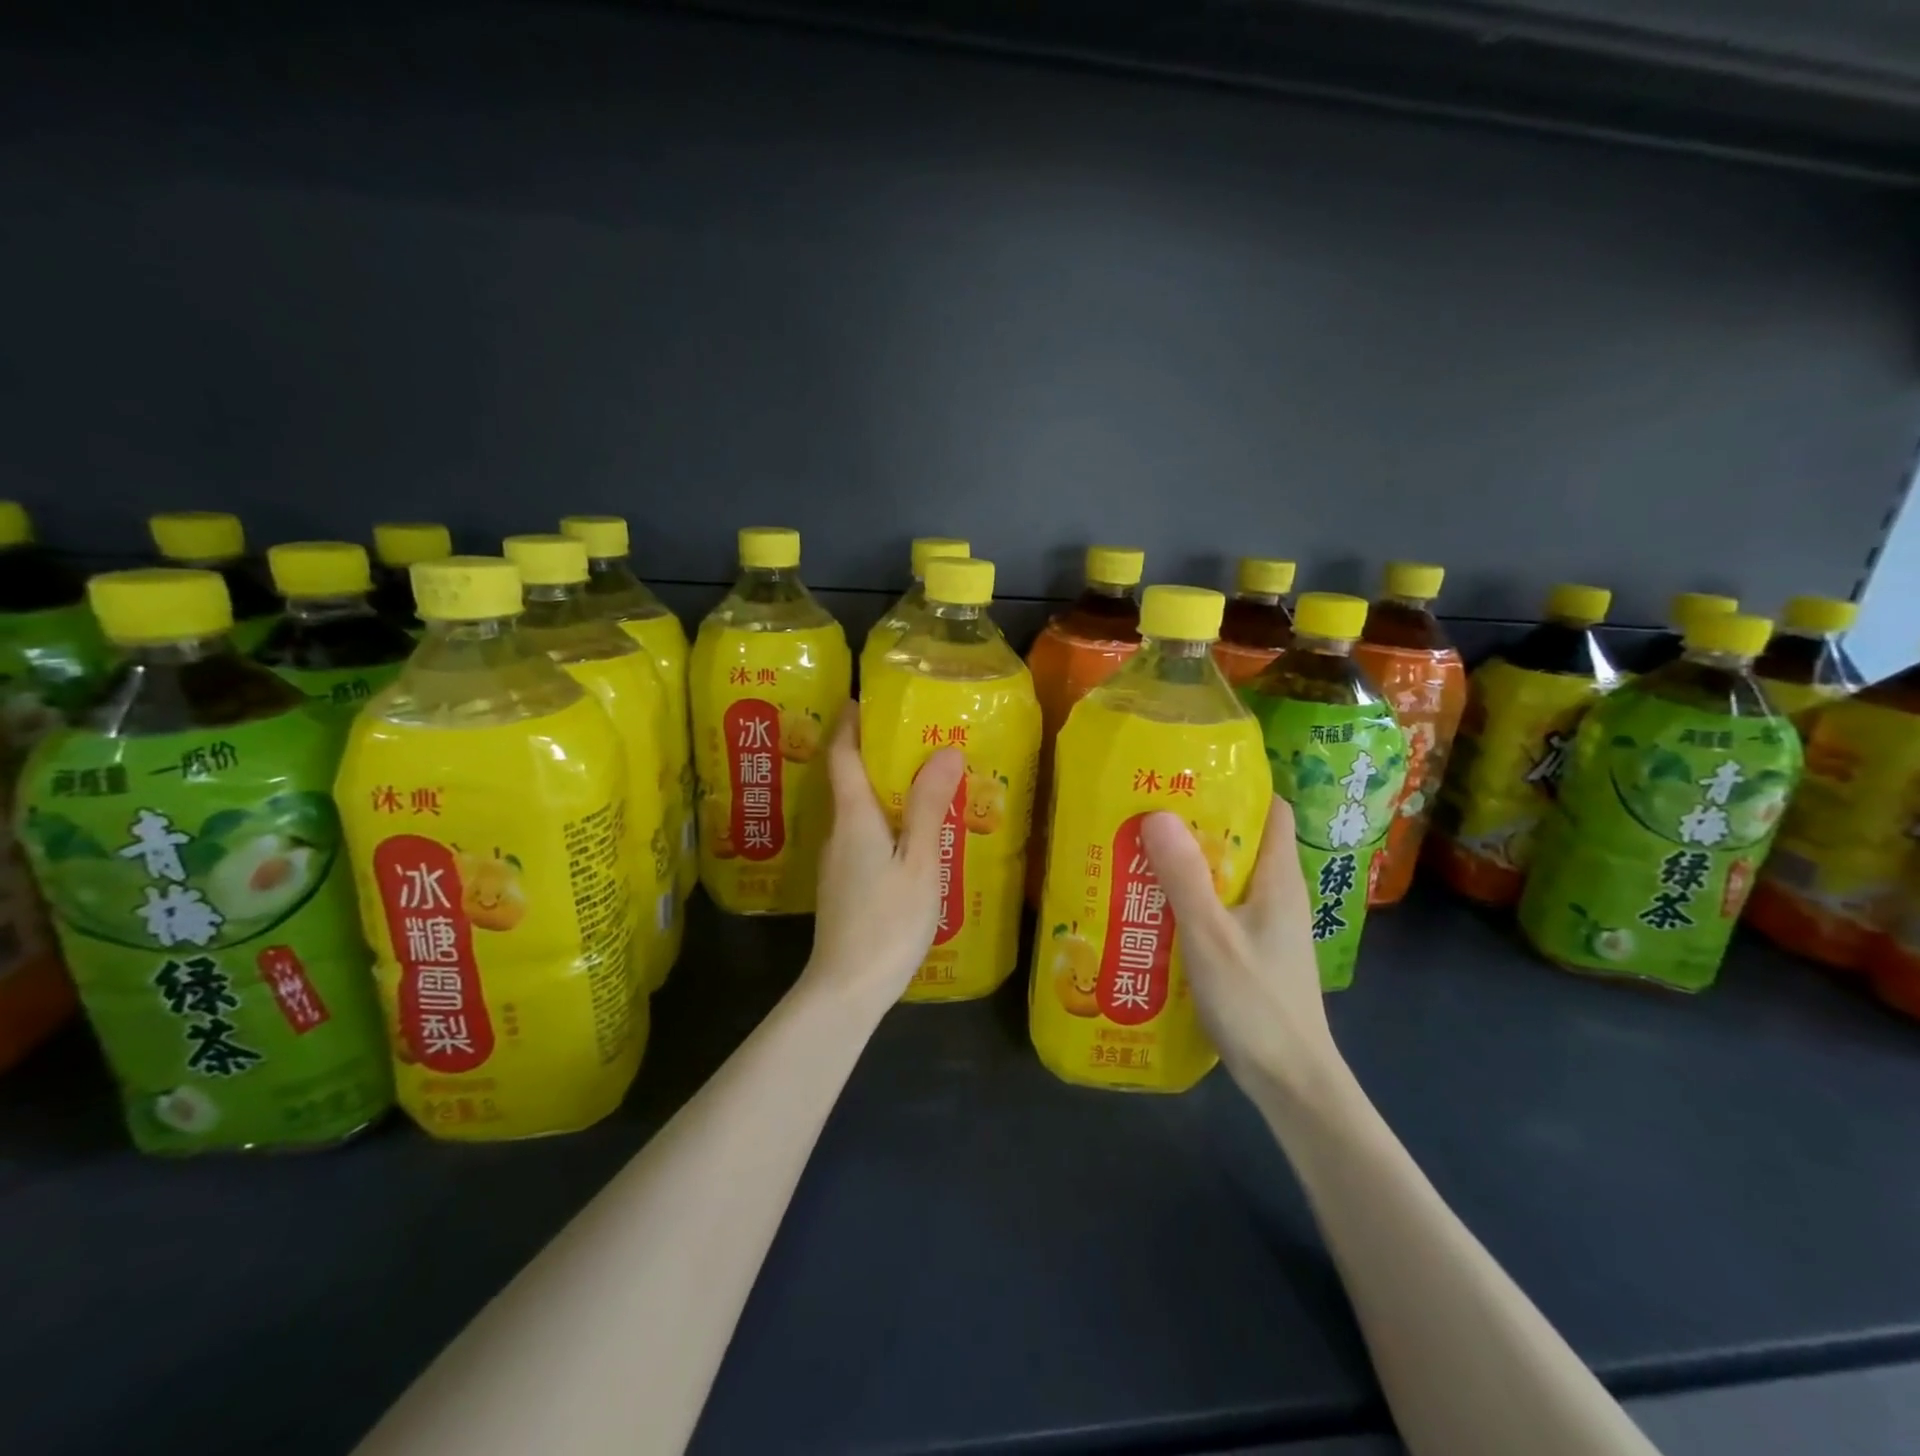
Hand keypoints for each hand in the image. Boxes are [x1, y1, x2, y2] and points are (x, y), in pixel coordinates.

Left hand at [805, 704, 966, 1013]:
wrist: (846, 989)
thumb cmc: (886, 921)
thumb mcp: (919, 862)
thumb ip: (929, 807)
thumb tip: (944, 750)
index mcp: (854, 817)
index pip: (842, 756)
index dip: (850, 723)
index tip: (865, 699)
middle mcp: (838, 832)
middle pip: (849, 779)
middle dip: (875, 753)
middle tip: (915, 737)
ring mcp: (837, 862)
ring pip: (858, 811)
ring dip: (883, 789)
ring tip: (923, 782)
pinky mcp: (843, 885)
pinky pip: (863, 836)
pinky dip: (885, 820)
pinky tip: (912, 836)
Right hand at [1141, 797, 1343, 1095]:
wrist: (1291, 1082)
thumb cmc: (1256, 1003)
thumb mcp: (1210, 936)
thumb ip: (1184, 877)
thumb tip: (1157, 813)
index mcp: (1278, 879)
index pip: (1272, 810)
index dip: (1238, 786)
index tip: (1189, 776)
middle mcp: (1277, 894)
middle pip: (1242, 840)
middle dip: (1198, 823)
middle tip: (1147, 813)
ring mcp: (1267, 926)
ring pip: (1227, 877)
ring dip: (1189, 864)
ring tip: (1141, 853)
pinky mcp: (1253, 951)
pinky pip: (1220, 908)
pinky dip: (1191, 899)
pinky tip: (1155, 908)